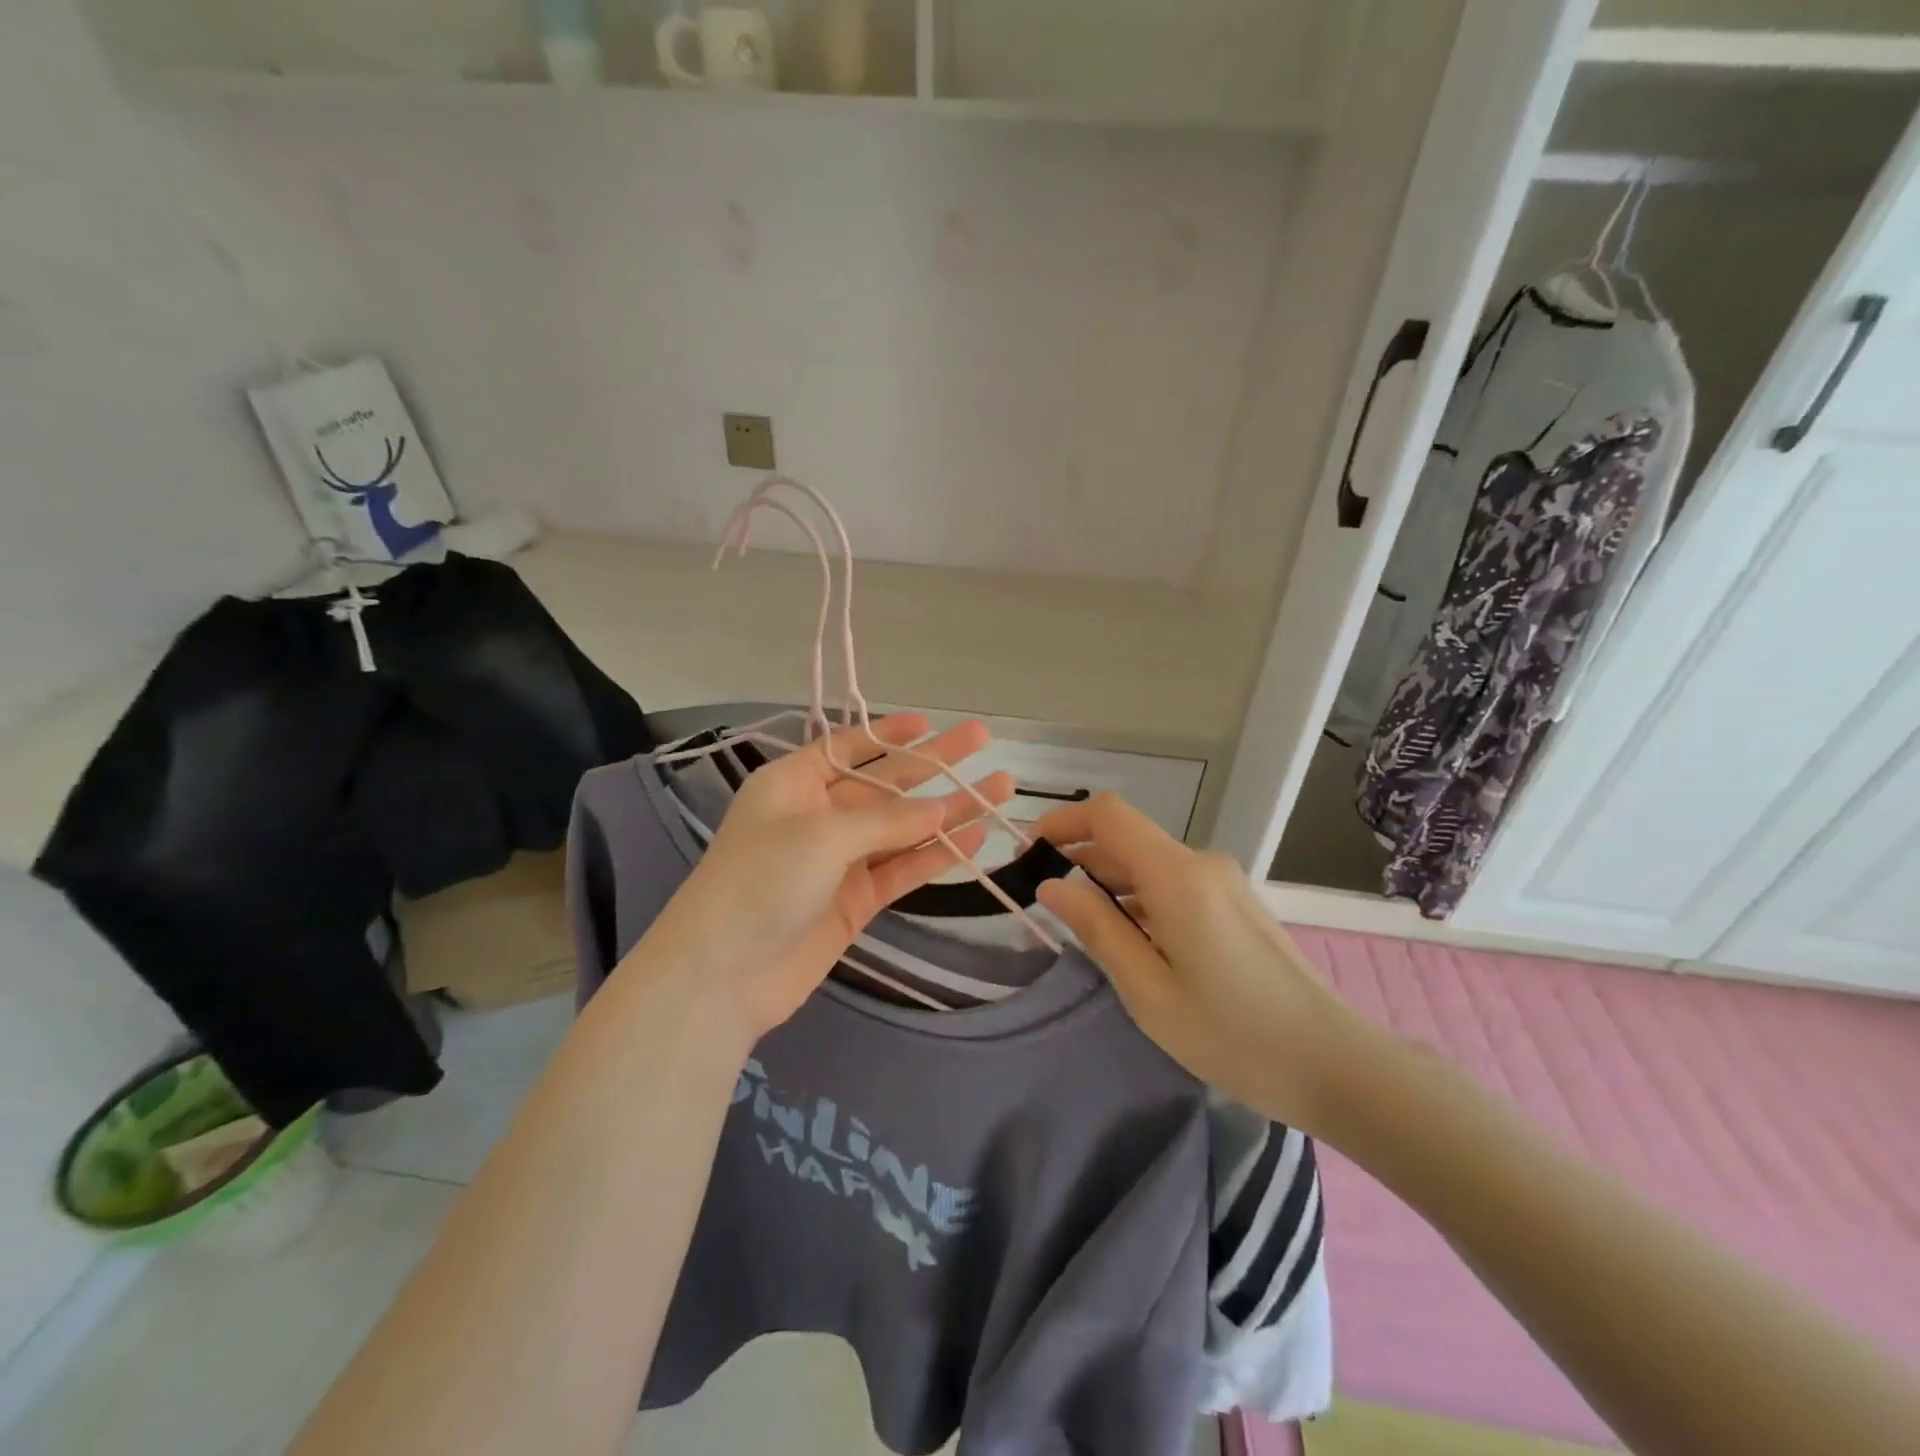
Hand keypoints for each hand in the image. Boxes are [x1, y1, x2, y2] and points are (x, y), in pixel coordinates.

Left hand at [636, 715, 1011, 1043]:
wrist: (724, 974)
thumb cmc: (762, 880)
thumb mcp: (823, 835)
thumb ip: (887, 820)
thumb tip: (941, 808)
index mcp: (795, 783)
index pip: (848, 747)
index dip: (889, 733)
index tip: (929, 722)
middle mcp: (819, 814)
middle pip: (887, 782)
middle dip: (934, 763)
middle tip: (983, 738)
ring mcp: (840, 860)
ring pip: (904, 827)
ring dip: (950, 810)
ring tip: (1000, 788)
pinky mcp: (856, 900)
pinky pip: (903, 869)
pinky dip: (937, 855)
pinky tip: (976, 838)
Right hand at [1035, 793, 1374, 1134]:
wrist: (1336, 1066)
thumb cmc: (1233, 1034)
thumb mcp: (1148, 990)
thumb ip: (1097, 928)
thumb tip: (1052, 884)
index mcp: (1177, 875)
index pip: (1109, 815)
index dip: (1063, 822)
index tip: (1029, 852)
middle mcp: (1202, 864)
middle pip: (1128, 839)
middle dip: (1080, 857)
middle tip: (1042, 898)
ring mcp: (1225, 883)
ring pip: (1151, 863)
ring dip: (1110, 881)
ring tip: (1079, 923)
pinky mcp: (1237, 905)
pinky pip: (1176, 884)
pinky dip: (1141, 897)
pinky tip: (1130, 938)